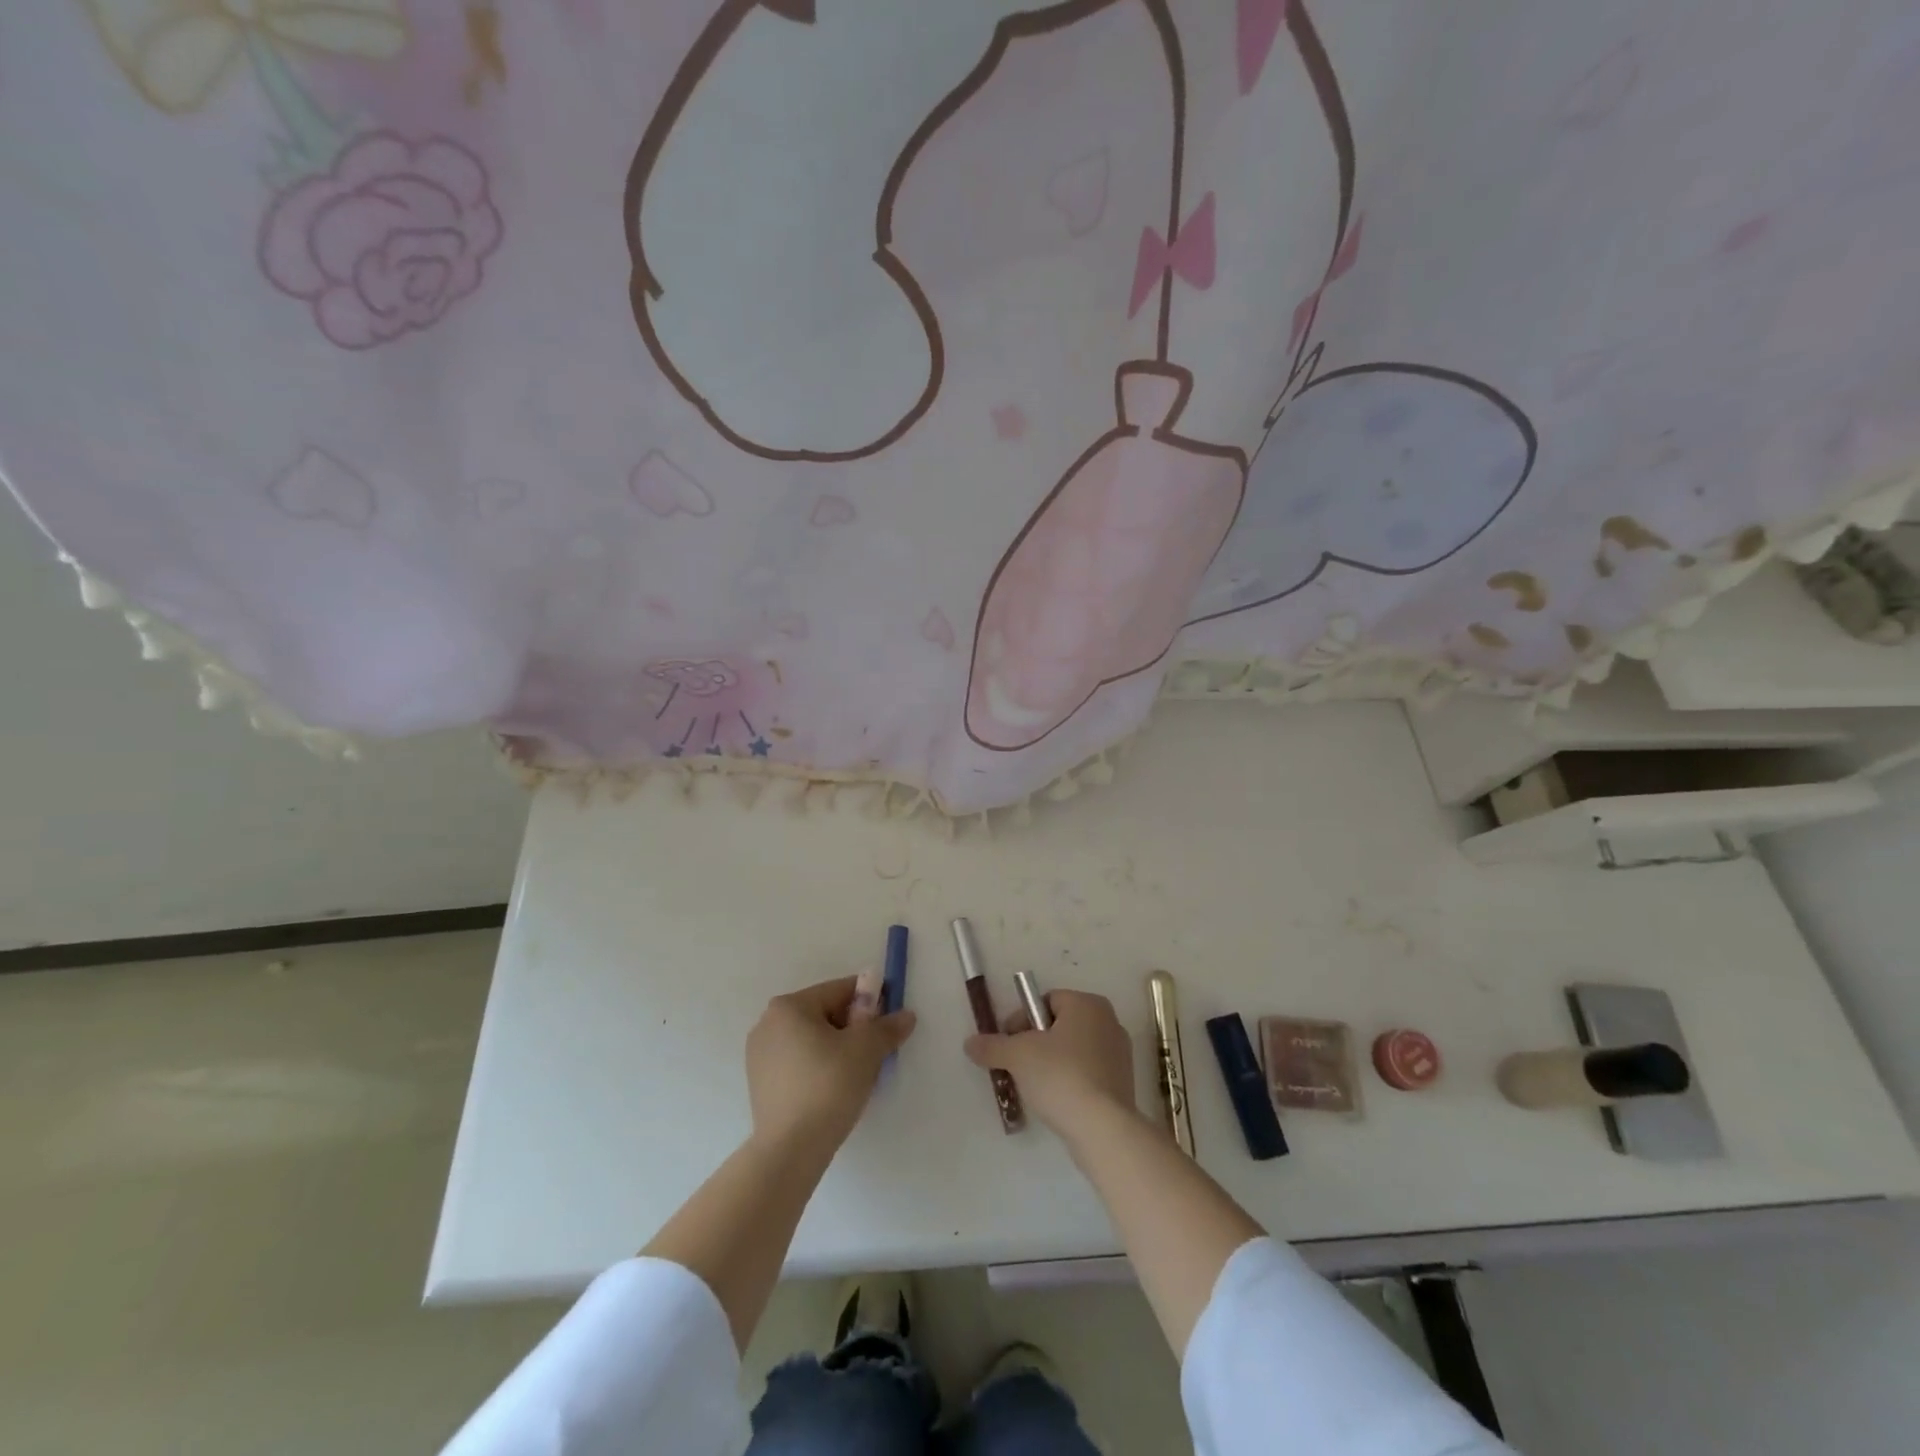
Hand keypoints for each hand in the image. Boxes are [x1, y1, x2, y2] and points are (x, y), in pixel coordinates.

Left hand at [746, 975, 915, 1153]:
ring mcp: (759, 1055)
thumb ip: (888, 1027)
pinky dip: (818, 1068)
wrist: (790, 1151)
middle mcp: (768, 1023)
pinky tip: (833, 1091)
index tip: (888, 1022)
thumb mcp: (867, 1050)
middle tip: (875, 1052)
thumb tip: (906, 1016)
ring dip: (837, 1049)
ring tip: (856, 1076)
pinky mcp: (760, 1084)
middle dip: (853, 1028)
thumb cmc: (828, 1086)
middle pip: (824, 1014)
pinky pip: (798, 1062)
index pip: (839, 991)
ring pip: (811, 1040)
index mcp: (789, 1006)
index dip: (870, 1002)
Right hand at [965, 989, 1135, 1139]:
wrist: (1102, 1128)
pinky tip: (1056, 1100)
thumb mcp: (1017, 1056)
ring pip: (1073, 1050)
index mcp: (1087, 1004)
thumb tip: (970, 1043)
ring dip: (1051, 1063)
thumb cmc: (1060, 1076)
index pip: (1045, 1001)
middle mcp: (1108, 1021)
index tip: (1008, 1044)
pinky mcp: (1122, 1083)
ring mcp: (1119, 1054)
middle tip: (1017, 1065)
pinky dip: (1070, 1080)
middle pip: (1059, 1025)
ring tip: (1034, 1087)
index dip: (1021, 1020)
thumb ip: (992, 1046)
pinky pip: (1088, 1072)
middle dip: (1035, 1043)